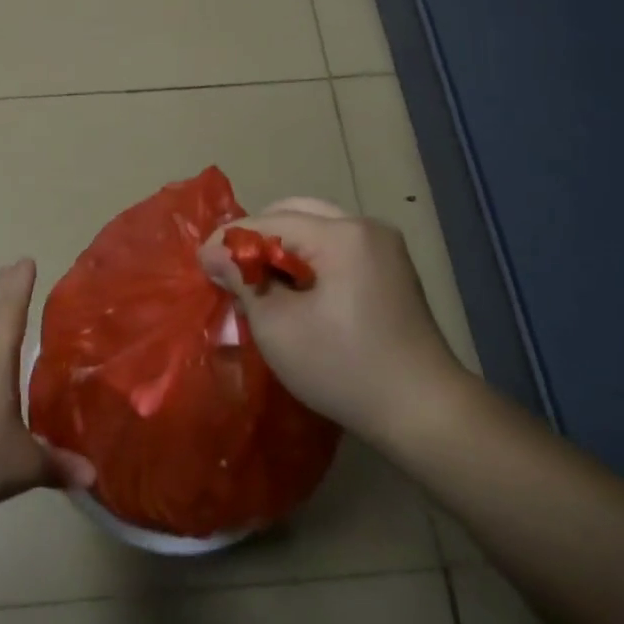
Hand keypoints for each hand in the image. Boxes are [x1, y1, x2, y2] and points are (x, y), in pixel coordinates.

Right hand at [199, 199, 469, 448]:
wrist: (423, 410)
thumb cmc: (343, 367)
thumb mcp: (278, 326)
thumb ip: (243, 279)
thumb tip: (213, 254)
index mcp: (341, 234)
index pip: (269, 221)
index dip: (230, 239)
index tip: (200, 263)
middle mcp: (365, 226)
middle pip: (294, 212)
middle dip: (257, 237)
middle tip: (229, 269)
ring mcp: (383, 246)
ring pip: (316, 226)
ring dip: (282, 246)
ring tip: (258, 280)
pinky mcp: (391, 268)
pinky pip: (336, 245)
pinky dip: (308, 257)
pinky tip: (294, 288)